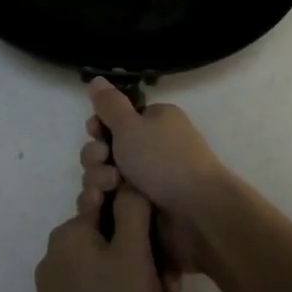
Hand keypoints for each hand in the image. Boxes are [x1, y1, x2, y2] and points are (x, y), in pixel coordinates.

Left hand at [33, 191, 166, 291]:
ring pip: (123, 283)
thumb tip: (128, 179)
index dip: (146, 222)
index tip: (164, 249)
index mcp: (72, 234)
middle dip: (155, 277)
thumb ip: (133, 212)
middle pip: (122, 249)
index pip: (114, 203)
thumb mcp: (133, 258)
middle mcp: (64, 256)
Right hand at [77, 79, 226, 280]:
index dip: (99, 125)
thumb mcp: (130, 125)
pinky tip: (103, 205)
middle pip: (108, 147)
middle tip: (103, 162)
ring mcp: (151, 179)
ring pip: (108, 175)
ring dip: (99, 179)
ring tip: (108, 189)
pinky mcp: (147, 208)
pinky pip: (116, 200)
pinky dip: (107, 201)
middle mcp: (154, 146)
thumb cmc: (163, 160)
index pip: (117, 118)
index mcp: (156, 120)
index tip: (93, 132)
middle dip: (96, 156)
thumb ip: (109, 104)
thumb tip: (97, 79)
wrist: (198, 213)